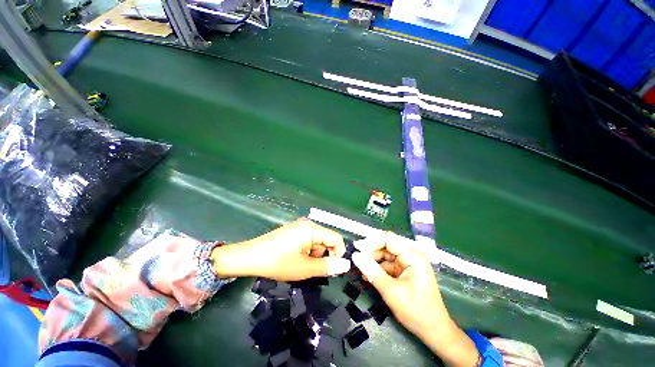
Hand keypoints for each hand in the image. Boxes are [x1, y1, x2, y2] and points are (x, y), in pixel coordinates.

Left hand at [211, 218, 350, 280]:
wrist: (249, 257)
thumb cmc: (277, 262)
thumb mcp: (304, 268)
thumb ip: (327, 266)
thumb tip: (346, 265)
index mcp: (312, 229)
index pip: (336, 238)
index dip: (339, 254)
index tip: (333, 269)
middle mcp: (308, 224)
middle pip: (326, 239)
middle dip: (324, 255)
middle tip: (313, 269)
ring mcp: (299, 226)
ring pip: (317, 240)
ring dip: (314, 254)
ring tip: (301, 265)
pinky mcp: (293, 230)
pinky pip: (308, 239)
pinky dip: (307, 251)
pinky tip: (296, 258)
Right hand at [352, 234, 478, 366]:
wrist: (433, 331)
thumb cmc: (416, 311)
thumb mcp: (391, 291)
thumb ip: (372, 271)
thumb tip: (355, 255)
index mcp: (413, 256)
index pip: (388, 240)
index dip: (371, 241)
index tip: (356, 247)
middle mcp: (411, 255)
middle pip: (386, 246)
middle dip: (371, 251)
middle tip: (356, 258)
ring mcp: (408, 263)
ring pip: (385, 255)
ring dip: (372, 261)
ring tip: (361, 269)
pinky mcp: (404, 271)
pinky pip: (387, 265)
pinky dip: (377, 269)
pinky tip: (368, 275)